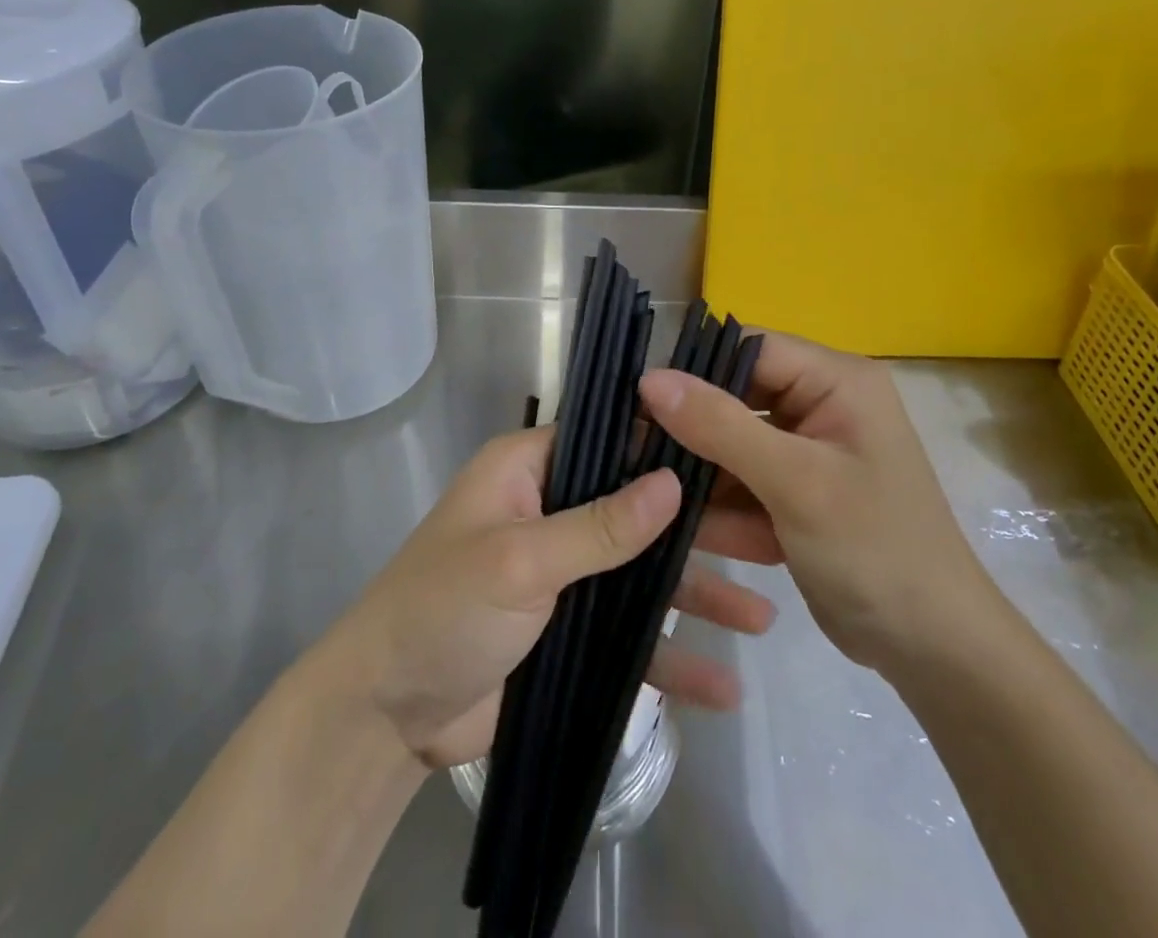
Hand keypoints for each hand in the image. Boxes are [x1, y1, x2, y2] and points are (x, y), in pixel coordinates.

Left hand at [324, 425, 776, 769]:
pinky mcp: (570, 630)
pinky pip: (629, 634)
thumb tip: (672, 480)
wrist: (386, 718)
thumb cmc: (442, 611)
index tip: (734, 454)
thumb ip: (599, 526)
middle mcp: (552, 510)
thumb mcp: (521, 561)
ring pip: (643, 573)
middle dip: (700, 528)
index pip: (609, 439)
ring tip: (765, 615)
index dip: (666, 445)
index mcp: (529, 470)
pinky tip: (723, 683)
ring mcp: (565, 572)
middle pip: (638, 509)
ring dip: (697, 594)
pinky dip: (671, 656)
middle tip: (770, 538)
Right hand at [641, 333, 1000, 673]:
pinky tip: (699, 535)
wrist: (936, 652)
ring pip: (733, 443)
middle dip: (693, 431)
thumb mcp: (795, 482)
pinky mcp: (799, 491)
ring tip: (659, 502)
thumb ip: (721, 426)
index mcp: (837, 381)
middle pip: (736, 396)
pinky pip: (745, 481)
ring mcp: (810, 451)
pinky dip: (724, 507)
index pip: (750, 349)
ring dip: (703, 476)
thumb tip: (650, 378)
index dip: (695, 369)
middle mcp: (823, 404)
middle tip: (637, 455)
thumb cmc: (875, 550)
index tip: (640, 400)